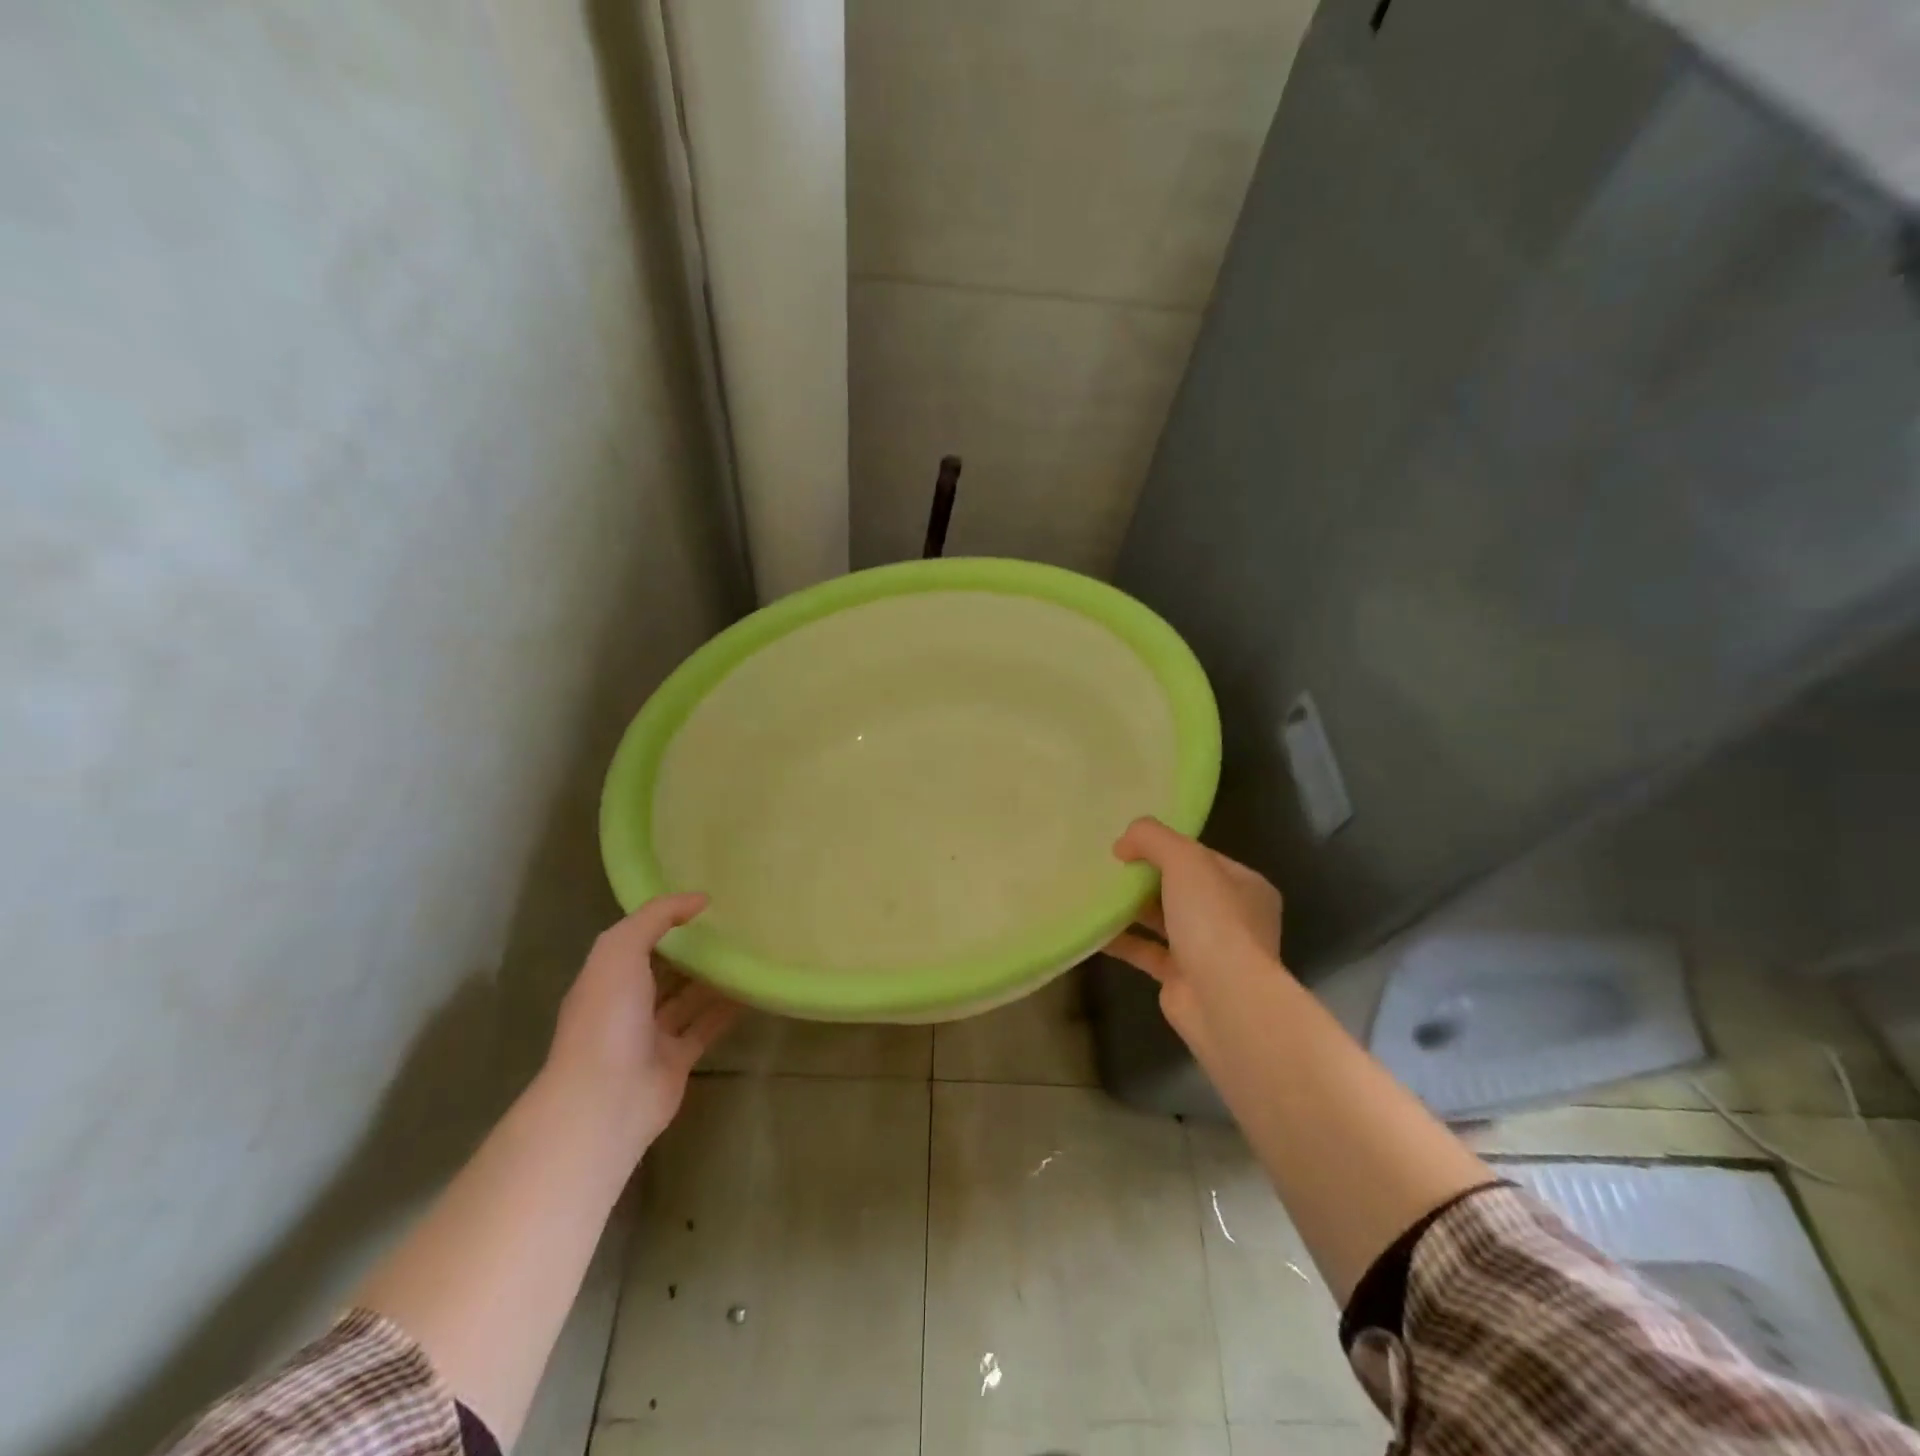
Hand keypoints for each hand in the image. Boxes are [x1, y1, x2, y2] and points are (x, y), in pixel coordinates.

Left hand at [546, 893, 738, 1159]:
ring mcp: (651, 1035)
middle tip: (733, 925)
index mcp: (607, 977)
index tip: (704, 903)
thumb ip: (656, 917)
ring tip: (748, 951)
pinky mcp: (677, 1060)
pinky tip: (752, 989)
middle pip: (663, 970)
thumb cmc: (608, 1018)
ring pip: (687, 999)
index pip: (637, 940)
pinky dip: (727, 1010)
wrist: (607, 1099)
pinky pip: (706, 1027)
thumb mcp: (620, 950)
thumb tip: (700, 899)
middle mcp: (626, 1004)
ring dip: (713, 978)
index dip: (665, 920)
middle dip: (691, 950)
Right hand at [1104, 817, 1283, 1047]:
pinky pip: (1147, 951)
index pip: (1202, 857)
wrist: (1223, 1000)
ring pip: (1164, 920)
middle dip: (1146, 878)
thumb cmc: (1213, 920)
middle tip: (1109, 868)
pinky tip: (1093, 929)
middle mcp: (1233, 918)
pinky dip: (1122, 940)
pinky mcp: (1182, 979)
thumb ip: (1153, 838)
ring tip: (1096, 893)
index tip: (1129, 845)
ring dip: (1132, 908)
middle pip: (1182, 888)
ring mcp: (1209, 951)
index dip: (1166, 847)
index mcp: (1246, 887)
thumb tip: (1123, 844)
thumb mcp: (1185, 860)